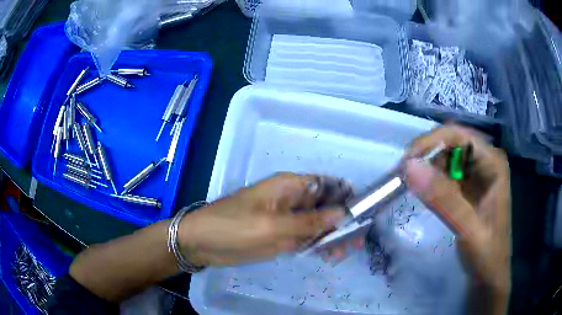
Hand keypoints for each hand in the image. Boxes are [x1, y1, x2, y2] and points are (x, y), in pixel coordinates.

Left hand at [178, 173, 351, 266]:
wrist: (202, 243)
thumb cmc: (233, 227)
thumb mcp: (272, 225)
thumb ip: (308, 222)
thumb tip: (343, 214)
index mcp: (289, 186)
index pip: (326, 184)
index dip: (346, 195)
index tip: (363, 213)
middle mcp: (292, 200)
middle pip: (326, 206)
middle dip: (343, 221)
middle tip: (356, 241)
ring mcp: (287, 219)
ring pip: (318, 224)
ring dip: (333, 236)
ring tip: (345, 252)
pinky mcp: (281, 236)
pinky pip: (306, 238)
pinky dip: (318, 245)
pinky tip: (329, 256)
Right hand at [405, 125, 510, 312]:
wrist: (489, 275)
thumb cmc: (486, 254)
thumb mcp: (468, 229)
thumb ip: (443, 199)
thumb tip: (410, 167)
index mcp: (493, 163)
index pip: (459, 135)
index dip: (431, 142)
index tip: (406, 163)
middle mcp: (486, 161)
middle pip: (451, 142)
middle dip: (427, 155)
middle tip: (404, 177)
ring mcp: (477, 174)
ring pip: (447, 156)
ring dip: (427, 167)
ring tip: (411, 186)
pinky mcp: (468, 187)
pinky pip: (446, 173)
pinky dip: (432, 180)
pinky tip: (425, 193)